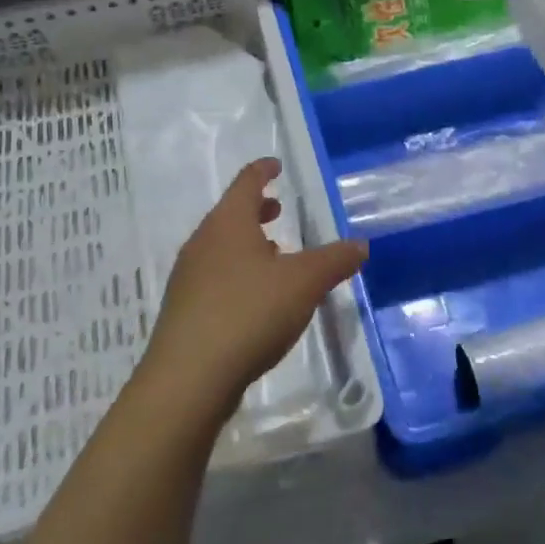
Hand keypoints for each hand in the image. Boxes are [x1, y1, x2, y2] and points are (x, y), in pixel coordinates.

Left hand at [142, 159, 367, 409]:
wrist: (189, 378)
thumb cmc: (249, 313)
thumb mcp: (304, 283)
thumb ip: (334, 260)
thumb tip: (360, 245)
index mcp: (228, 224)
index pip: (246, 183)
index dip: (262, 170)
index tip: (275, 165)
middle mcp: (202, 243)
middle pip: (229, 214)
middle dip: (255, 210)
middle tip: (277, 209)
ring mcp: (188, 278)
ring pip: (221, 247)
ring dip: (247, 244)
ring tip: (274, 255)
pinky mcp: (184, 311)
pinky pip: (214, 278)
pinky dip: (237, 273)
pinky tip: (255, 299)